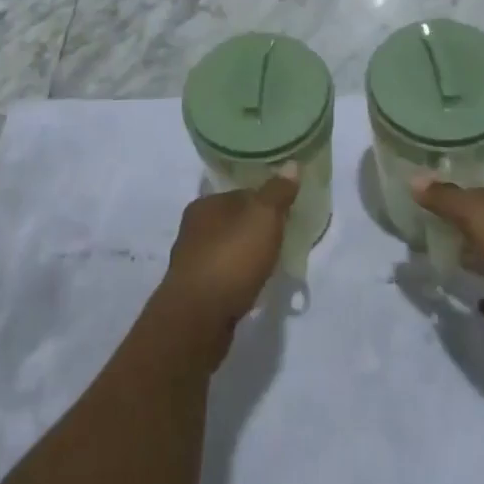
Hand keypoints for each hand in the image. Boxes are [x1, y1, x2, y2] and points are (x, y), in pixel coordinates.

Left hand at [155, 170, 299, 357]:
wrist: (197, 319)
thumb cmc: (231, 259)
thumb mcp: (263, 218)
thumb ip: (277, 193)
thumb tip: (291, 164)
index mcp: (205, 204)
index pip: (241, 194)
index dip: (265, 201)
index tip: (286, 214)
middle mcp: (193, 229)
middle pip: (233, 222)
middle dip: (255, 230)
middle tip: (282, 240)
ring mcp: (191, 262)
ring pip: (227, 250)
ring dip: (245, 256)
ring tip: (271, 266)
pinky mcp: (194, 293)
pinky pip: (223, 277)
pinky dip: (238, 279)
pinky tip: (251, 288)